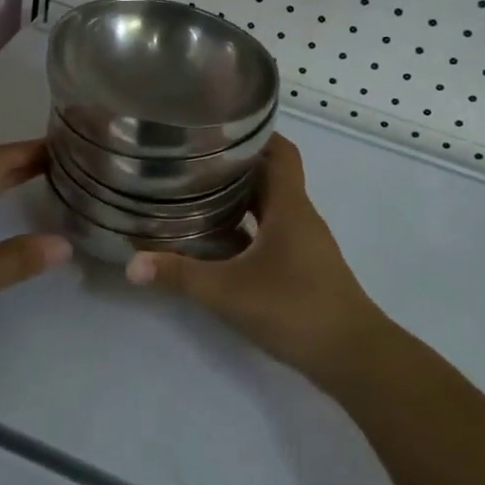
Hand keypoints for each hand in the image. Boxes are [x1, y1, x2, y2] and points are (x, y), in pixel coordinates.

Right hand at [125, 134, 390, 390]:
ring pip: (270, 207)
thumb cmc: (295, 309)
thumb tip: (131, 264)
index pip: (280, 152)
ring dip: (240, 199)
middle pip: (270, 177)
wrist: (353, 356)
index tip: (218, 127)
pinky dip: (247, 229)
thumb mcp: (228, 291)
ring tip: (197, 195)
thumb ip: (179, 275)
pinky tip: (218, 243)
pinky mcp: (303, 267)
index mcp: (289, 207)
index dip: (255, 135)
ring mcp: (304, 244)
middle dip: (235, 166)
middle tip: (192, 160)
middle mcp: (300, 217)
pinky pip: (272, 233)